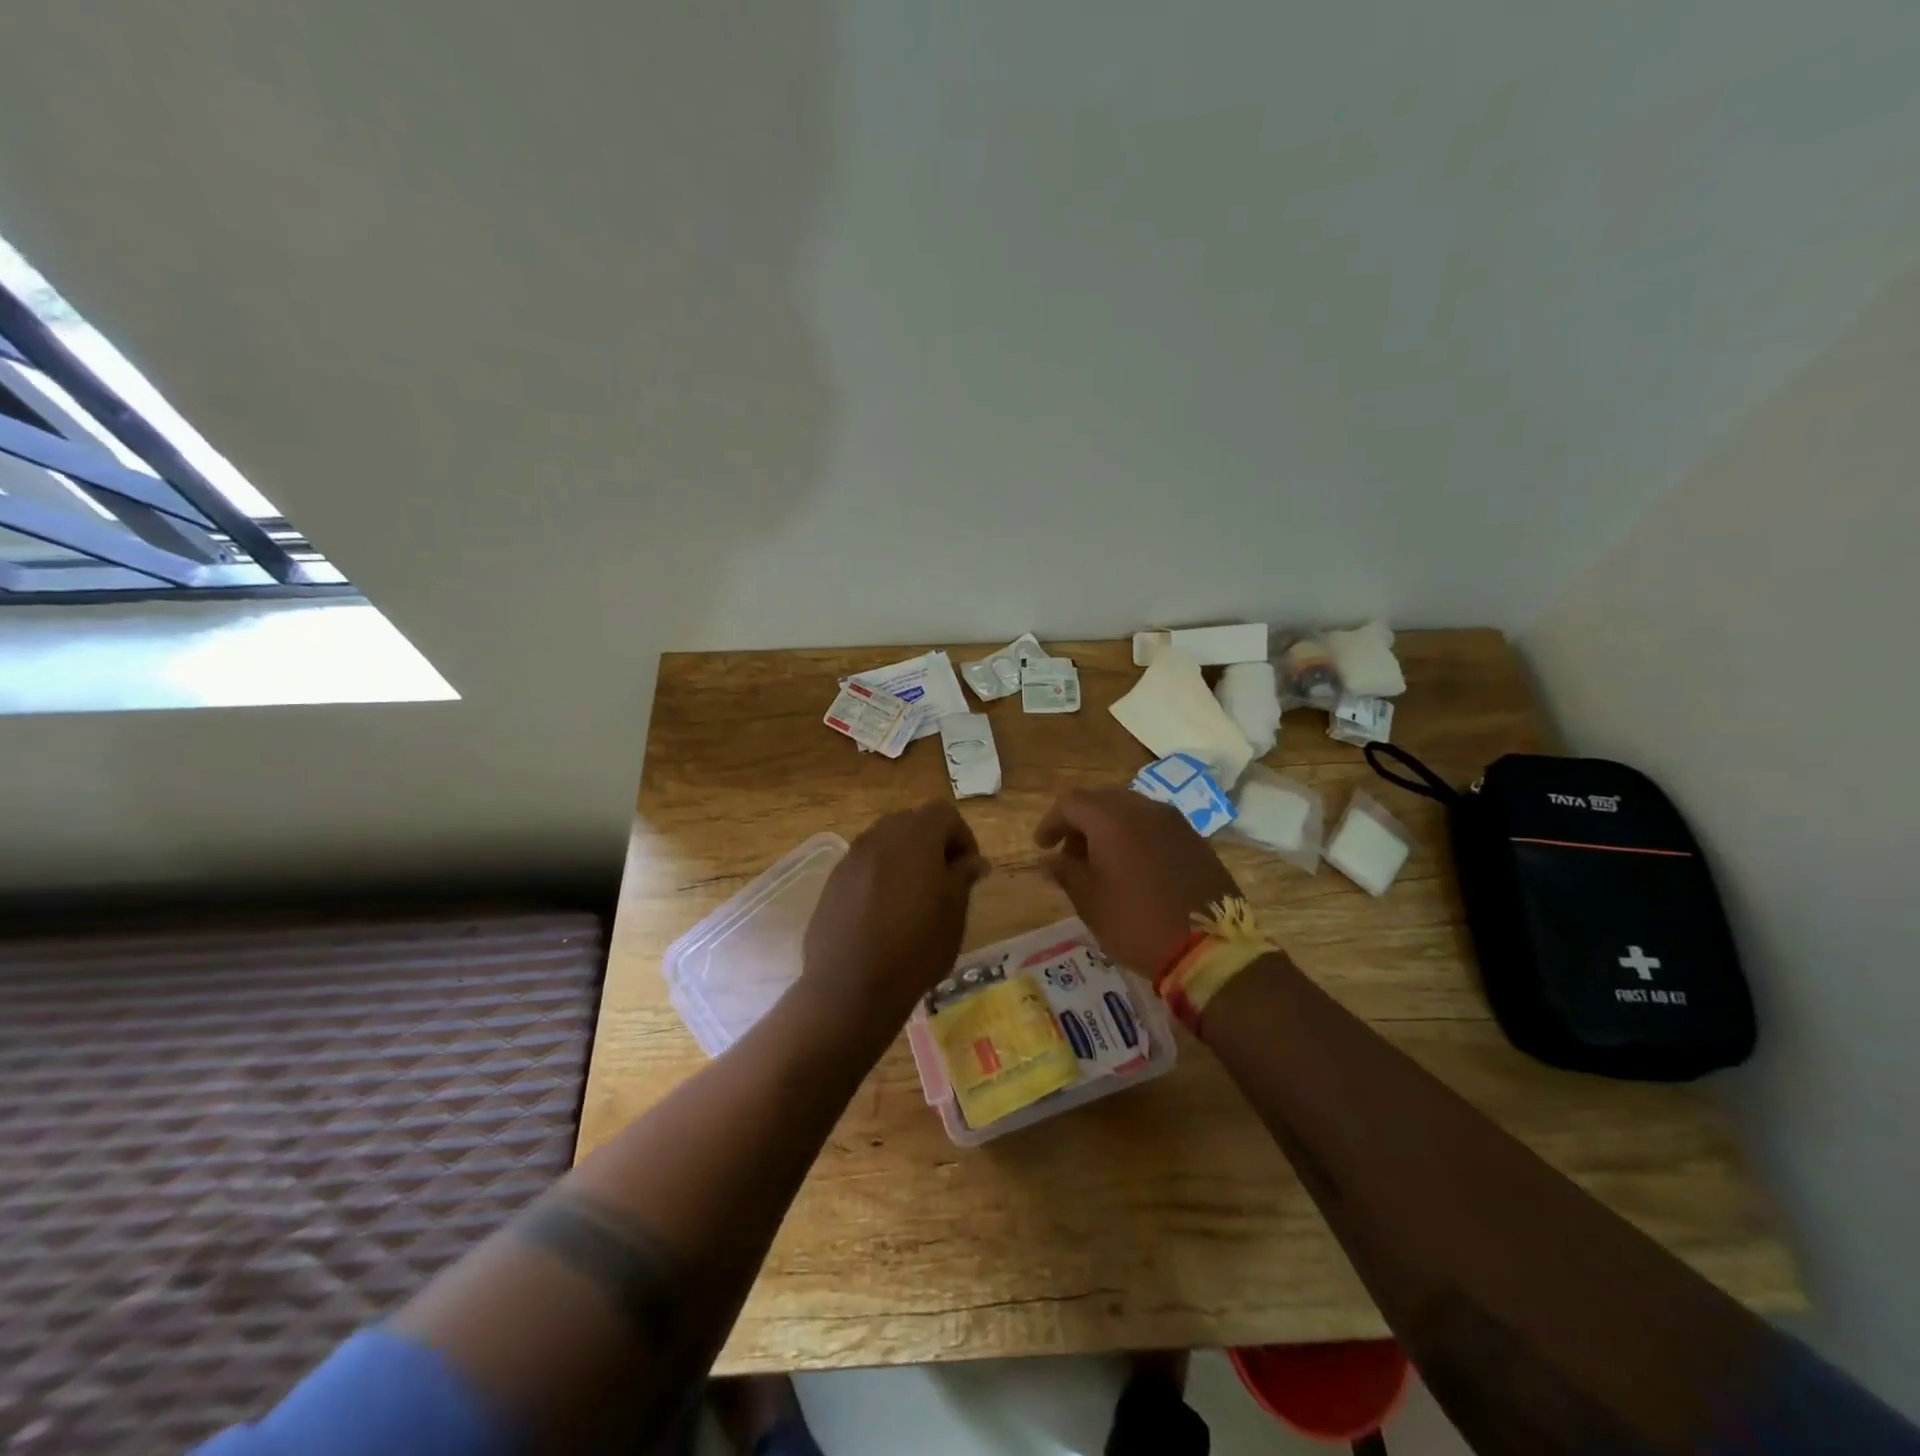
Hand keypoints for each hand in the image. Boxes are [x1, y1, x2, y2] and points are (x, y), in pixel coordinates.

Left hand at [800, 802, 988, 1028]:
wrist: (850, 986)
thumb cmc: (915, 947)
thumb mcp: (954, 913)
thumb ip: (963, 877)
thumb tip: (973, 860)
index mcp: (915, 836)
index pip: (944, 814)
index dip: (962, 837)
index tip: (968, 871)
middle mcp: (880, 836)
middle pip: (912, 822)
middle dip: (933, 844)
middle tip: (944, 881)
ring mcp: (852, 857)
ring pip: (886, 842)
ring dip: (905, 859)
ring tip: (914, 898)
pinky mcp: (833, 881)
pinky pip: (865, 865)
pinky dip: (880, 876)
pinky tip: (884, 912)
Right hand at [1035, 789, 1242, 976]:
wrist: (1211, 948)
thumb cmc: (1137, 924)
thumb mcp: (1090, 902)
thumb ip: (1065, 872)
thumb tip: (1052, 859)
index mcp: (1113, 819)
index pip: (1071, 803)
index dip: (1051, 822)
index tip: (1042, 847)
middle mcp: (1145, 809)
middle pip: (1102, 801)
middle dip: (1080, 823)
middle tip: (1070, 854)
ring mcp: (1175, 822)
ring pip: (1131, 810)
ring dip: (1108, 829)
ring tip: (1101, 863)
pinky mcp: (1195, 840)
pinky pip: (1155, 826)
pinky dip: (1135, 837)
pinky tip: (1134, 868)